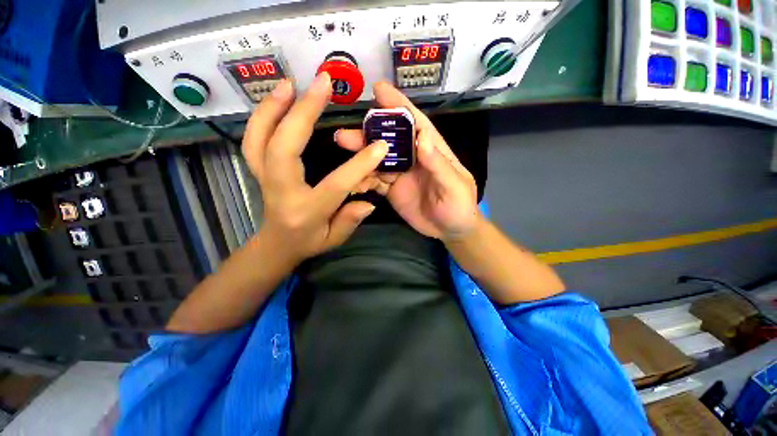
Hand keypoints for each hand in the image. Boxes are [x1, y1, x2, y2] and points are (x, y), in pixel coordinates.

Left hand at [242, 72, 388, 265]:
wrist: (276, 244)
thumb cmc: (309, 242)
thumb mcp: (334, 240)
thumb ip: (350, 221)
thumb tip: (369, 201)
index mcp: (306, 211)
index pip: (335, 184)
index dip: (359, 165)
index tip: (379, 145)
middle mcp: (281, 191)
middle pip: (284, 148)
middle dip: (304, 112)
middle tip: (323, 84)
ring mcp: (264, 178)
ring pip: (259, 139)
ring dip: (274, 107)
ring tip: (291, 83)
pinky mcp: (259, 169)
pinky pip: (253, 140)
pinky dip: (262, 115)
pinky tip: (277, 98)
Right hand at [336, 82, 479, 240]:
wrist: (450, 231)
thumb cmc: (459, 206)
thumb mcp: (454, 185)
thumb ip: (438, 164)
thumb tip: (421, 136)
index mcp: (432, 150)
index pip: (415, 123)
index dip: (399, 105)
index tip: (379, 89)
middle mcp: (414, 158)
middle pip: (390, 140)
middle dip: (369, 133)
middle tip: (346, 132)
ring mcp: (401, 174)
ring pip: (378, 160)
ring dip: (361, 155)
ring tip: (343, 148)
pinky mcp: (392, 190)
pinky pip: (375, 181)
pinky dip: (363, 179)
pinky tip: (352, 180)